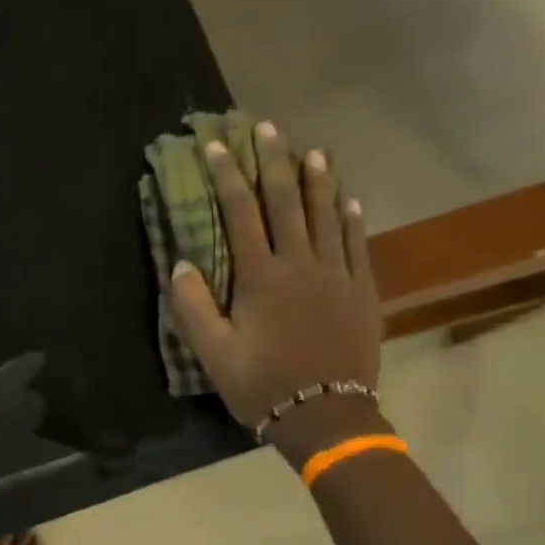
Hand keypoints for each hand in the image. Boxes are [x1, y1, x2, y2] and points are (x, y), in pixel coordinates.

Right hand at [169, 125, 383, 461]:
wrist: (325, 415)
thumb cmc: (261, 384)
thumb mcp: (213, 352)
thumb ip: (194, 306)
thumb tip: (182, 264)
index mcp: (261, 277)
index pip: (241, 213)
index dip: (228, 177)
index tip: (217, 146)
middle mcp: (301, 264)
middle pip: (288, 202)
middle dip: (275, 162)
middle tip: (268, 129)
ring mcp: (337, 275)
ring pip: (327, 215)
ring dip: (319, 180)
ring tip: (313, 150)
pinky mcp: (362, 291)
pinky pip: (356, 243)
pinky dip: (350, 217)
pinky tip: (348, 199)